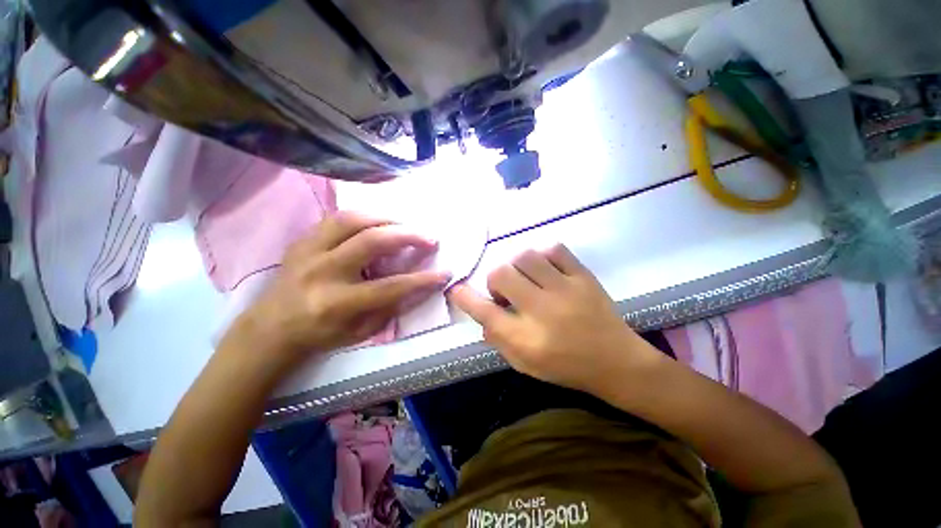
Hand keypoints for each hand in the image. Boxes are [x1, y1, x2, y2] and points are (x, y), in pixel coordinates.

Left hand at [236, 212, 450, 359]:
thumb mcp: (361, 332)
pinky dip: (362, 217)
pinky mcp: (302, 241)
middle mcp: (322, 273)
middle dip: (408, 236)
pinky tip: (377, 222)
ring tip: (405, 224)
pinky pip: (335, 218)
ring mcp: (308, 252)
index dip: (422, 280)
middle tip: (429, 238)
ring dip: (385, 219)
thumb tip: (420, 286)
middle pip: (371, 242)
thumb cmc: (321, 335)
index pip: (391, 287)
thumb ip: (392, 307)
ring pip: (351, 220)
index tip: (444, 272)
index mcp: (337, 303)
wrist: (271, 328)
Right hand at [448, 245, 659, 395]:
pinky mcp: (584, 277)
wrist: (617, 362)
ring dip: (517, 266)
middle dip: (494, 280)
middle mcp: (542, 311)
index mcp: (526, 339)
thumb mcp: (525, 364)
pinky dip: (544, 255)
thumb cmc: (566, 367)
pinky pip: (555, 250)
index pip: (484, 312)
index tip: (456, 289)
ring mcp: (566, 290)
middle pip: (501, 275)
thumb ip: (498, 339)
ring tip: (526, 278)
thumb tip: (482, 315)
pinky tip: (546, 269)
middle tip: (506, 291)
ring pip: (525, 257)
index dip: (465, 298)